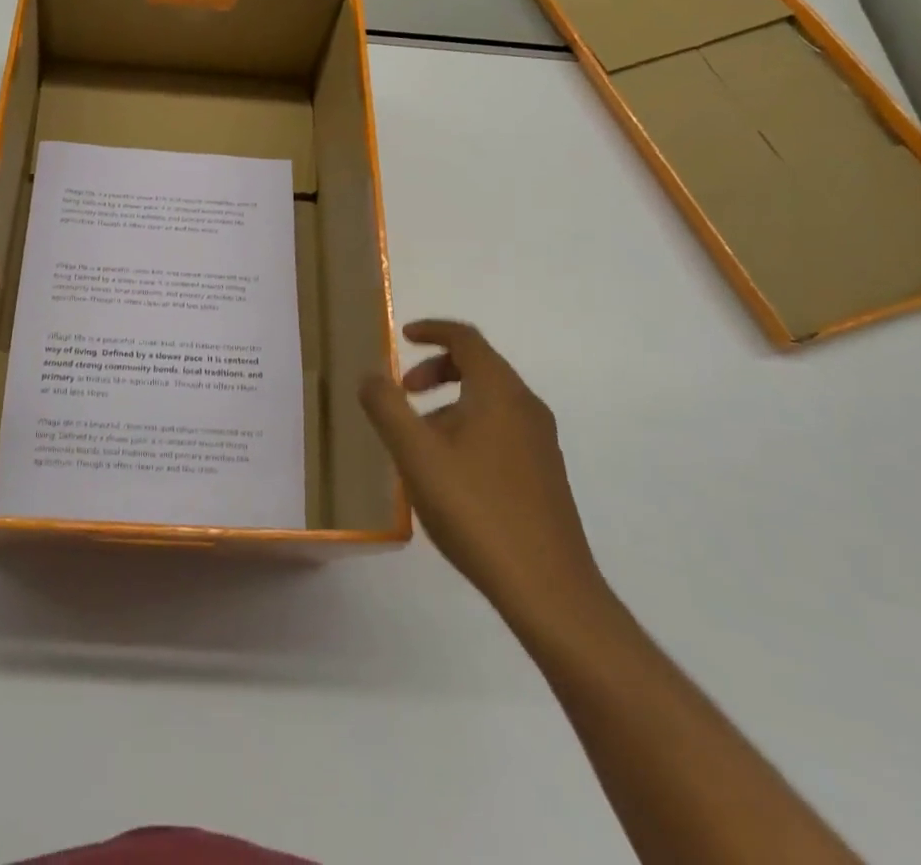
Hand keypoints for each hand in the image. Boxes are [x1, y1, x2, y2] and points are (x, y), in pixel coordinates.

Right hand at [360, 320, 608, 631]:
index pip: (465, 338)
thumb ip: (387, 407)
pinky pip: (501, 428)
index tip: (402, 337)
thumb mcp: (416, 454)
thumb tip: (370, 375)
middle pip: (479, 366)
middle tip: (403, 393)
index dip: (431, 330)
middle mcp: (526, 407)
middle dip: (436, 369)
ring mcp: (541, 442)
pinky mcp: (545, 474)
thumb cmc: (476, 510)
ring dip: (450, 403)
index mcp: (499, 392)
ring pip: (489, 400)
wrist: (549, 590)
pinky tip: (448, 472)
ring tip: (418, 440)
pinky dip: (469, 427)